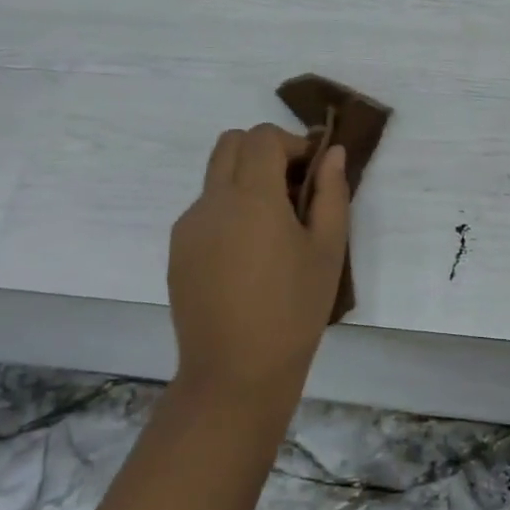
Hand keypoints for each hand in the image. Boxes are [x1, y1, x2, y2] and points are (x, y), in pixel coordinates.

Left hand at [168, 124, 349, 401]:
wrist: (235, 372)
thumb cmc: (294, 309)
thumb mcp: (327, 249)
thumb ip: (331, 192)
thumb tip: (332, 153)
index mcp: (251, 196)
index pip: (262, 137)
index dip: (292, 142)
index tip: (312, 170)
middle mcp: (212, 201)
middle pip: (230, 143)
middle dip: (264, 150)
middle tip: (293, 186)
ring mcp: (188, 226)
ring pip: (215, 175)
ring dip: (245, 178)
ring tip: (274, 225)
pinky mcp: (177, 251)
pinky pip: (204, 209)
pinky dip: (229, 208)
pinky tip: (249, 253)